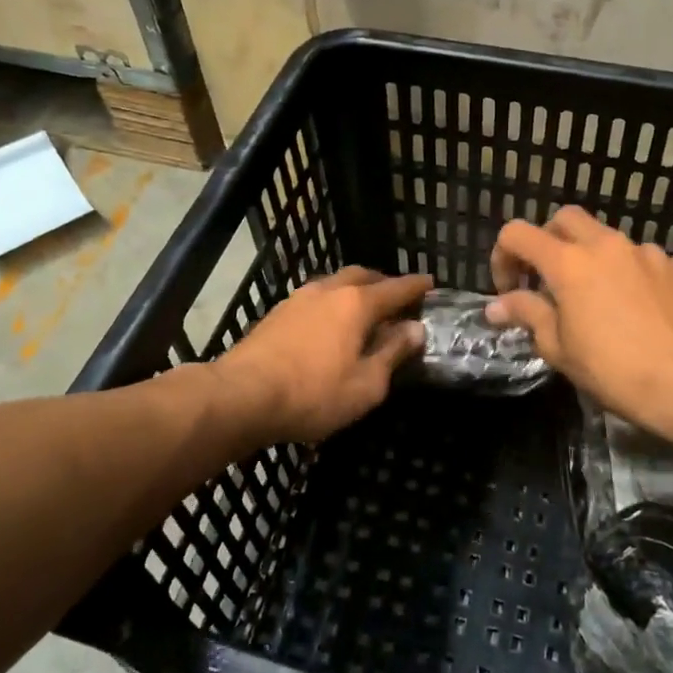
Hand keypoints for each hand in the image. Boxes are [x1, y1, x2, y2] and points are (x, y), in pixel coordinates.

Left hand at [213, 267, 431, 442]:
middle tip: (396, 298)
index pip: (395, 288)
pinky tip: (329, 325)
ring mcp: (298, 299)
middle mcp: (329, 290)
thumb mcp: (366, 384)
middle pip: (362, 276)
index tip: (430, 282)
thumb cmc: (313, 394)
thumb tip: (415, 328)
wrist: (242, 395)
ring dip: (354, 292)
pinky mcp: (277, 313)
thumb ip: (393, 353)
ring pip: (335, 284)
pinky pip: (315, 299)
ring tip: (363, 311)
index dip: (416, 286)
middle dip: (383, 283)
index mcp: (356, 304)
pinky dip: (331, 304)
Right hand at [489, 208, 672, 440]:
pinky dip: (629, 274)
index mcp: (568, 262)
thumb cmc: (613, 370)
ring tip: (596, 298)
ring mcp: (646, 252)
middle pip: (564, 219)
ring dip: (591, 257)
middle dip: (547, 242)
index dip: (502, 257)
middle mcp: (605, 245)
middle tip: (546, 280)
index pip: (517, 234)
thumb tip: (496, 306)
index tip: (509, 290)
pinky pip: (643, 260)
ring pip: (606, 238)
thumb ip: (526, 314)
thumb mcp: (558, 348)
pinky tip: (636, 306)